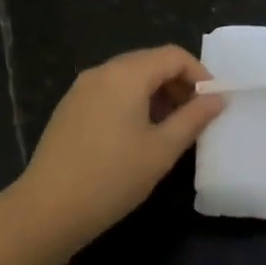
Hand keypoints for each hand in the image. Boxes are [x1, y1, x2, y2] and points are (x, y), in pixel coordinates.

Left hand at [15, 45, 225, 248]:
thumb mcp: (162, 150)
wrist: (48, 209)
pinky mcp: (69, 107)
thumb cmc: (113, 178)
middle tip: (195, 117)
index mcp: (126, 74)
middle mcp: (101, 71)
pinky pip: (109, 91)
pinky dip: (132, 102)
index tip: (213, 104)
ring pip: (128, 77)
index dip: (200, 75)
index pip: (173, 56)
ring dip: (156, 93)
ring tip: (170, 128)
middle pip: (150, 62)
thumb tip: (218, 98)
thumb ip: (193, 118)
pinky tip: (137, 135)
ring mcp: (81, 88)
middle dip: (178, 83)